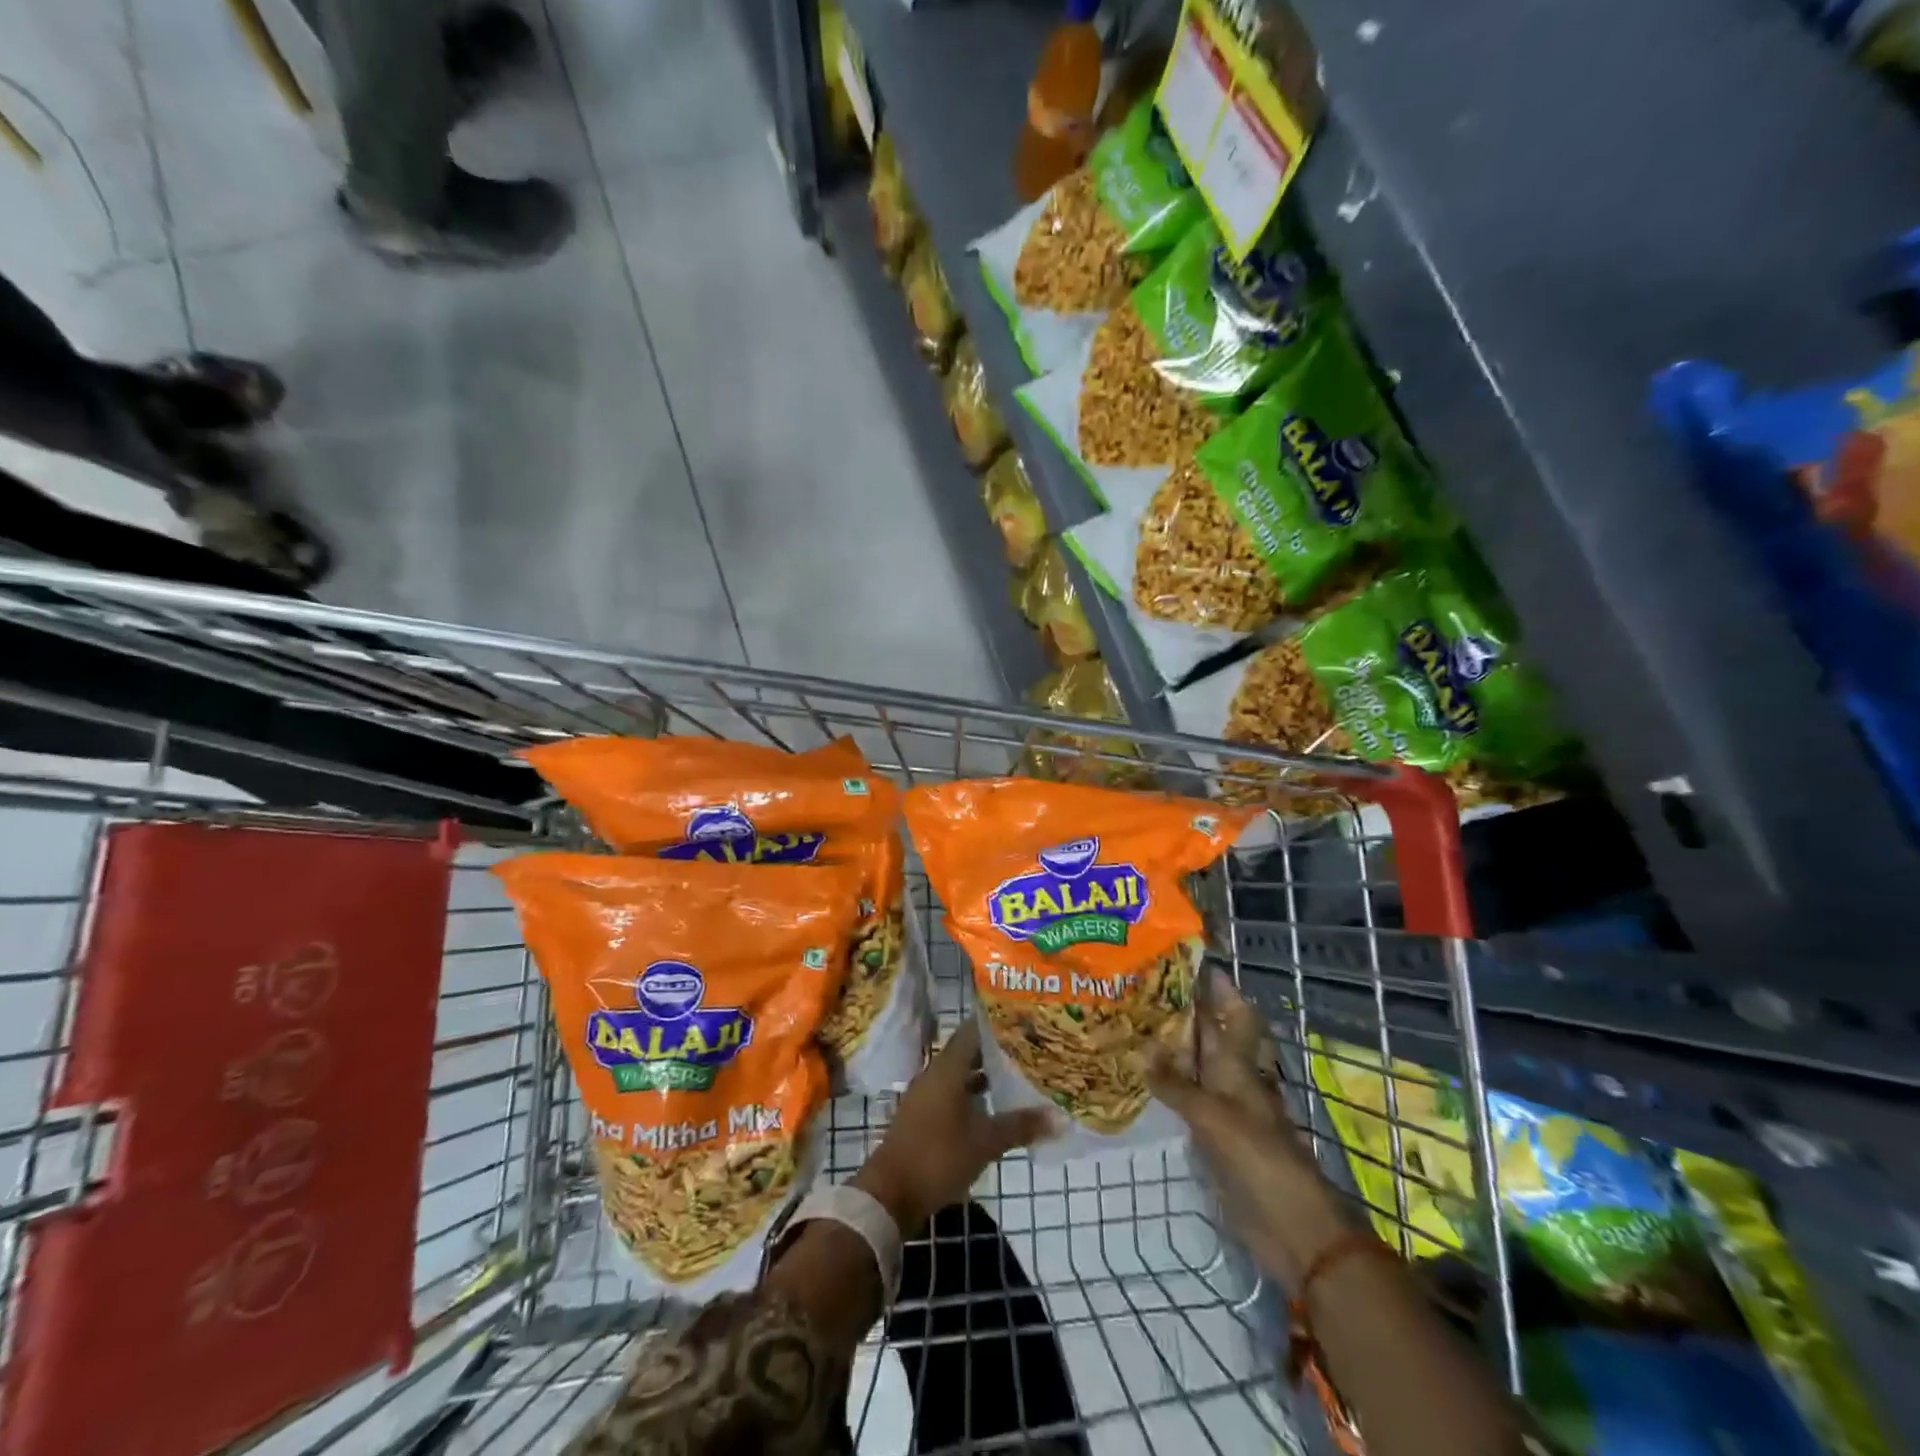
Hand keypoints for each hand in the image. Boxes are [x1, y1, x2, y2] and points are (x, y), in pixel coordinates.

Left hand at [856, 1020, 1055, 1236]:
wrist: (890, 1194)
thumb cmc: (938, 1157)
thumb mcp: (985, 1142)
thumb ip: (1021, 1126)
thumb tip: (1060, 1118)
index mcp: (948, 1067)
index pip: (974, 1030)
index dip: (999, 1024)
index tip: (1025, 1022)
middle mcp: (935, 1073)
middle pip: (969, 1051)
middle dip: (998, 1051)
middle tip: (1031, 1050)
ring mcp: (927, 1094)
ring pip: (961, 1074)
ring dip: (986, 1075)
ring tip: (1019, 1077)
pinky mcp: (923, 1115)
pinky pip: (953, 1093)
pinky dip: (974, 1095)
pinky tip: (995, 1108)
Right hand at [1146, 975, 1352, 1285]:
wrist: (1292, 1228)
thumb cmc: (1258, 1160)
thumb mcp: (1214, 1117)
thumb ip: (1177, 1086)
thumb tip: (1142, 1052)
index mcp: (1240, 1066)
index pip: (1232, 1014)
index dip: (1218, 988)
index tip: (1193, 959)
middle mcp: (1233, 1080)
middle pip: (1212, 1037)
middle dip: (1187, 1012)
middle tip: (1147, 988)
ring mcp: (1226, 1110)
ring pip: (1198, 1066)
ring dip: (1174, 1047)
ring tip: (1137, 1025)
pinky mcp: (1217, 1138)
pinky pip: (1189, 1100)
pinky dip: (1170, 1085)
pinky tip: (1145, 1079)